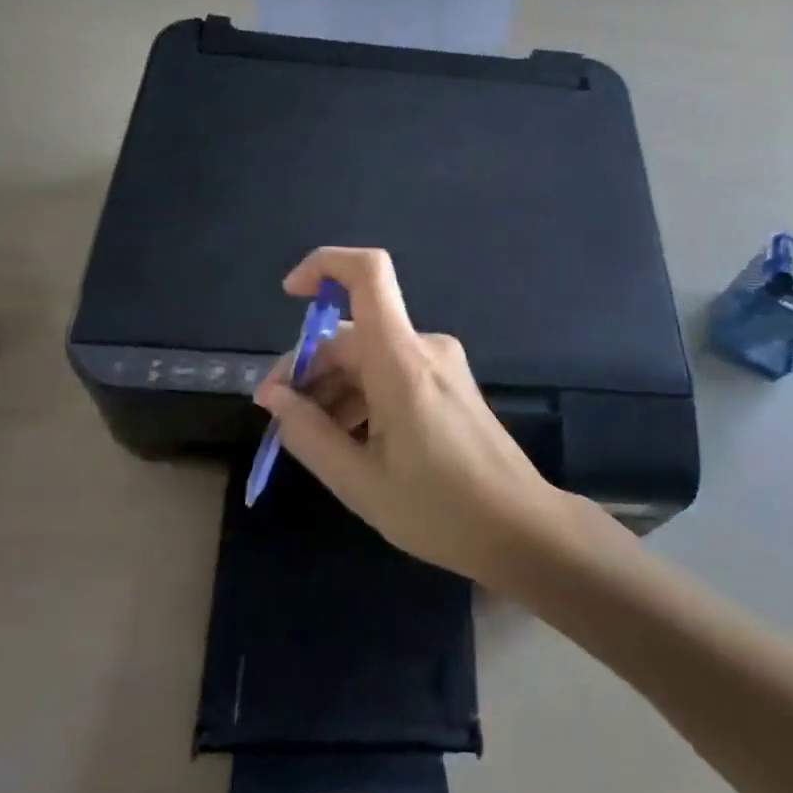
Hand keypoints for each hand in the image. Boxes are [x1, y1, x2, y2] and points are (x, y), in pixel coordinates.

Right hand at [255, 247, 571, 588]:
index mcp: (401, 360)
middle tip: (281, 418)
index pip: (368, 273)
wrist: (520, 528)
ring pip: (368, 354)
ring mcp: (439, 362)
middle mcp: (422, 347)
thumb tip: (272, 395)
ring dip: (333, 385)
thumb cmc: (439, 510)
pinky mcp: (448, 381)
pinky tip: (349, 439)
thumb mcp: (359, 481)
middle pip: (352, 332)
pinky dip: (362, 393)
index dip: (324, 265)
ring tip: (311, 439)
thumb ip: (308, 433)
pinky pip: (391, 370)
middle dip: (309, 365)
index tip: (288, 295)